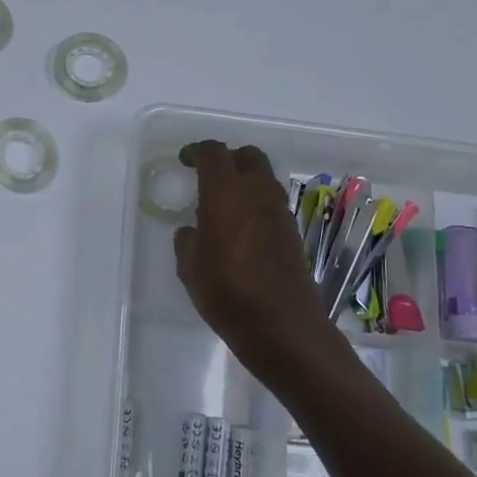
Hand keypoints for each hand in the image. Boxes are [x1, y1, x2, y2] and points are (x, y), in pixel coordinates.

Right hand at [173, 141, 335, 371]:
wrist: (281, 325)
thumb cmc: (226, 292)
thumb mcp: (190, 267)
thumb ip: (188, 240)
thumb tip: (192, 230)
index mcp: (226, 193)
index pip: (213, 153)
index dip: (197, 151)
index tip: (185, 159)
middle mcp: (257, 193)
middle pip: (248, 156)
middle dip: (228, 159)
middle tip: (209, 175)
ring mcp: (280, 212)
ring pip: (264, 178)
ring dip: (245, 181)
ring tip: (224, 203)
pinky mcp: (292, 232)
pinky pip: (271, 203)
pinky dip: (256, 203)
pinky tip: (241, 228)